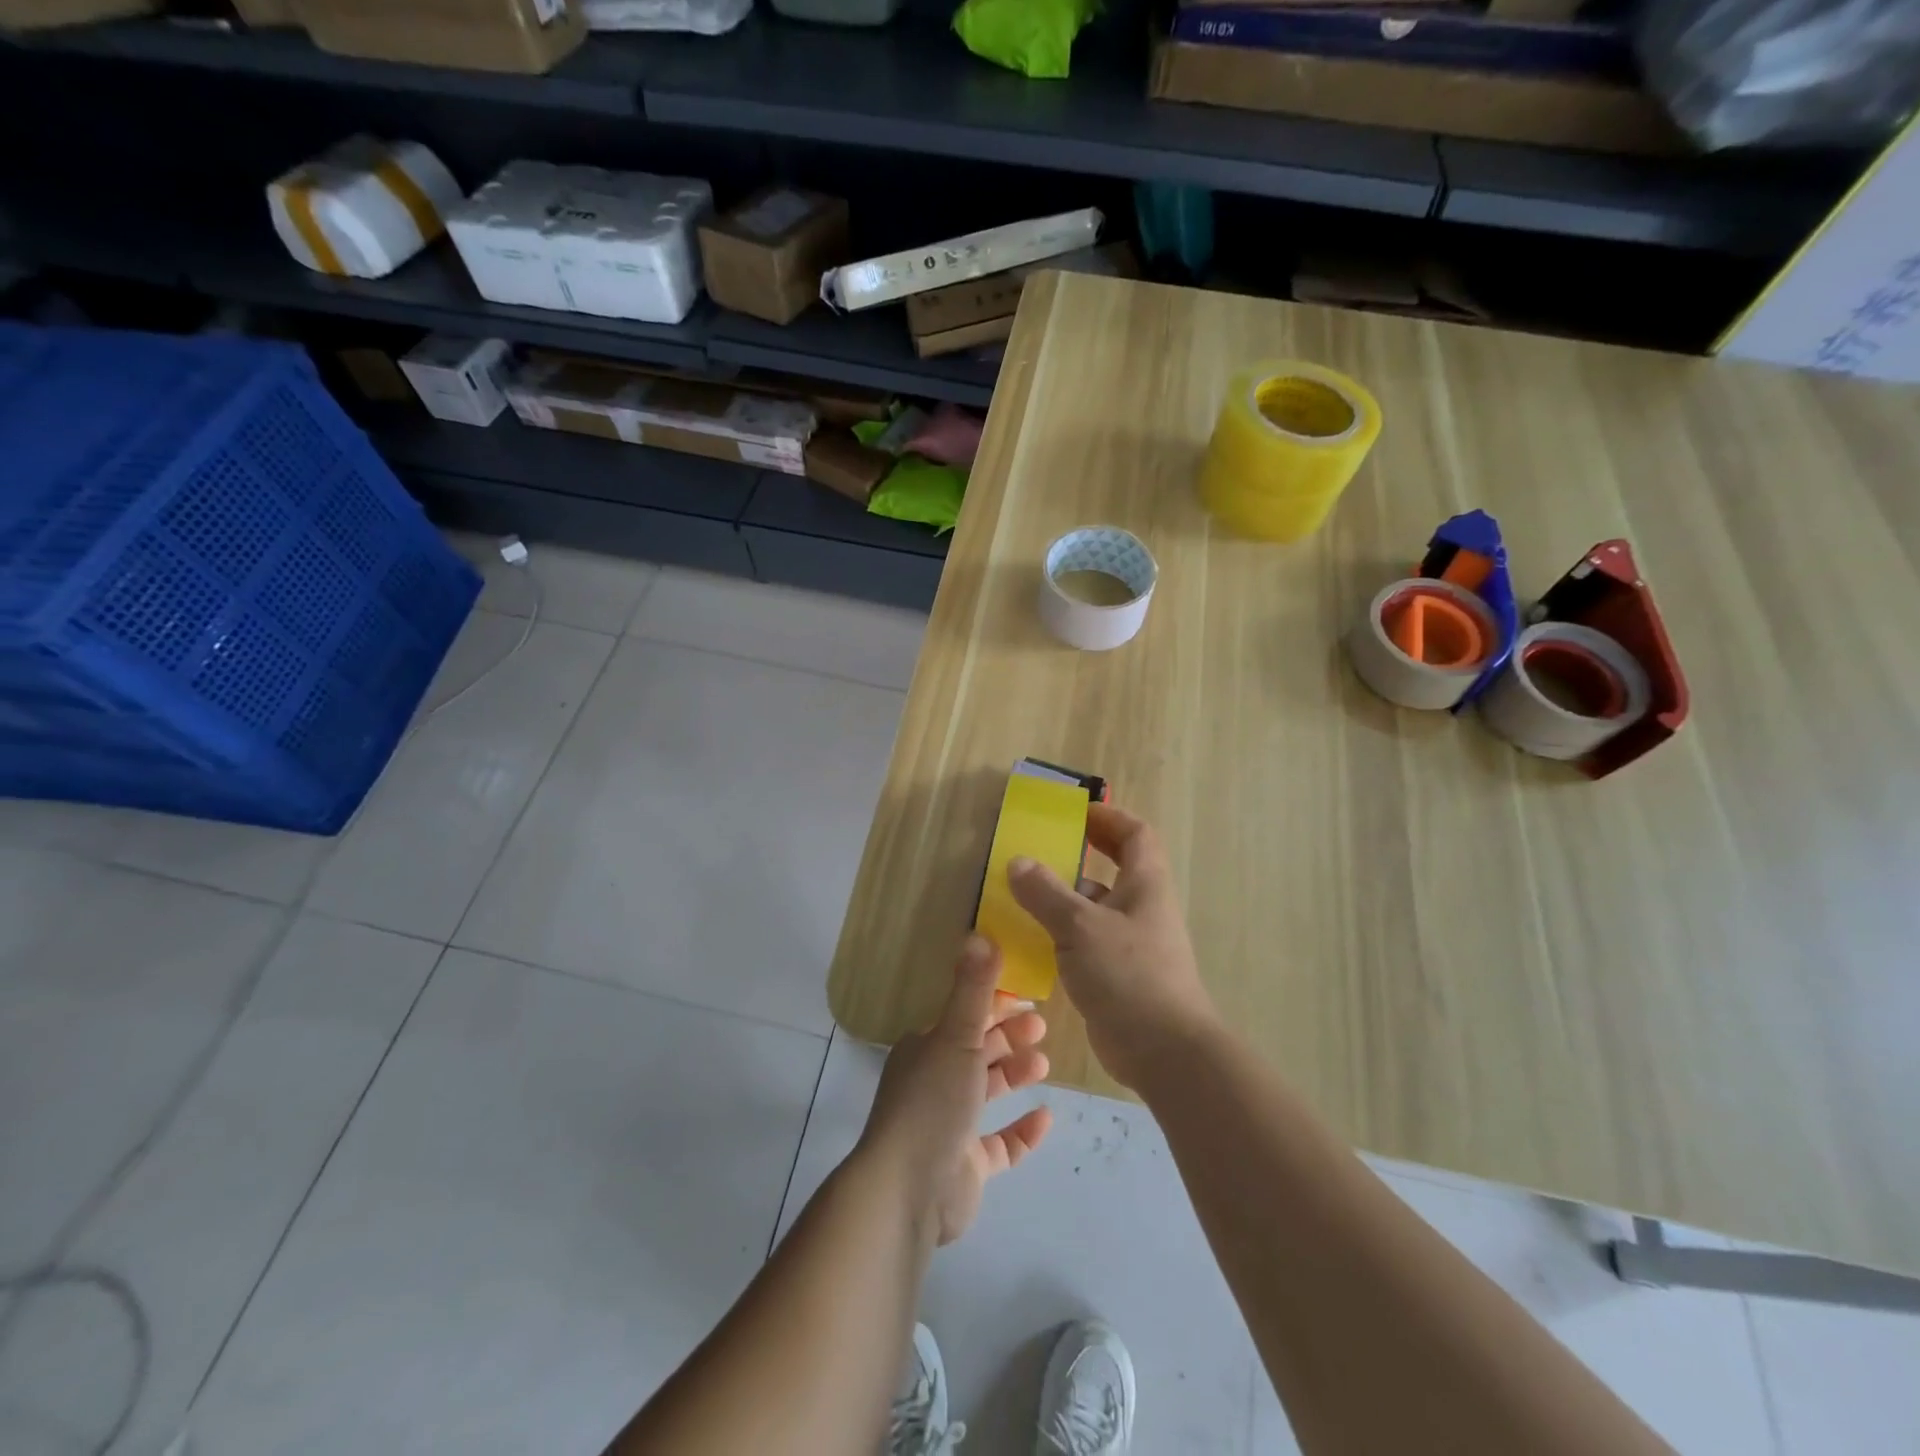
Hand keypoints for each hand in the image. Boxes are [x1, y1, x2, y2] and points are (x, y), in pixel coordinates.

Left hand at [856, 936, 1053, 1246]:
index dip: (995, 1003)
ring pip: (987, 1091)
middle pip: (977, 1050)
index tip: (1027, 995)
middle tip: (1042, 1025)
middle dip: (1008, 1035)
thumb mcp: (956, 1036)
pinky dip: (1021, 1130)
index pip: (964, 1016)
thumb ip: (973, 989)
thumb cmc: (932, 1101)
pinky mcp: (966, 1165)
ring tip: (1044, 1064)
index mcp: (926, 1048)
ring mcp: (949, 1125)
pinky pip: (999, 1143)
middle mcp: (934, 1081)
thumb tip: (979, 933)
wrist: (908, 1189)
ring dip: (1014, 1074)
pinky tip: (1045, 1117)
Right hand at [1008, 802, 1217, 1090]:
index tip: (1076, 814)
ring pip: (1096, 908)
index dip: (1109, 818)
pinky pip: (1087, 942)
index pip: (1135, 835)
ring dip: (1064, 898)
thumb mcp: (1080, 926)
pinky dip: (1062, 934)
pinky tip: (1030, 941)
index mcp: (1145, 885)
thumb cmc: (1129, 974)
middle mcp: (1142, 908)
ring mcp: (1131, 943)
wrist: (1164, 1051)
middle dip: (1081, 856)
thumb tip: (1018, 862)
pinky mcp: (1118, 975)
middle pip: (1114, 869)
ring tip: (1022, 894)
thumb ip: (1046, 893)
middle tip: (1041, 850)